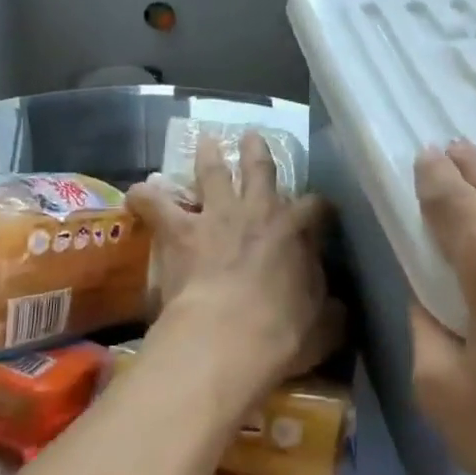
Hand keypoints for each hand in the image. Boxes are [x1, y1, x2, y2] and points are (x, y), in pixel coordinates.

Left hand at [125, 132, 339, 397]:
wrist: (227, 337)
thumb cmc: (282, 335)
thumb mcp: (323, 328)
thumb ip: (331, 312)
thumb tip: (337, 309)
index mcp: (296, 231)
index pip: (316, 207)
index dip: (319, 209)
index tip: (321, 213)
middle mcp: (257, 211)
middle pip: (260, 169)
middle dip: (257, 152)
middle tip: (251, 137)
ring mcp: (216, 216)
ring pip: (211, 172)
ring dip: (209, 155)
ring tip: (206, 141)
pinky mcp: (179, 231)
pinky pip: (156, 205)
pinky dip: (145, 197)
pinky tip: (137, 192)